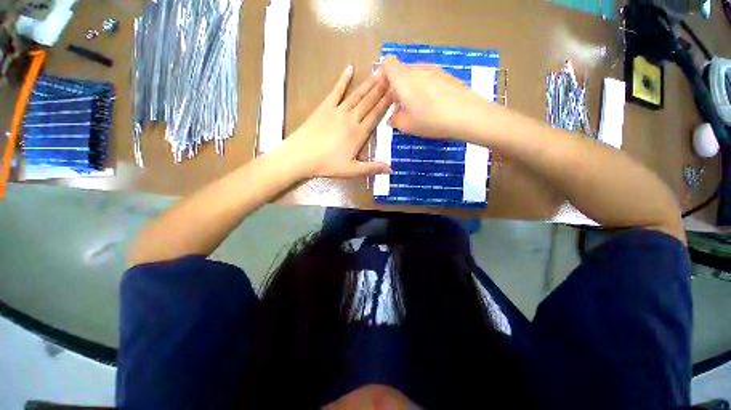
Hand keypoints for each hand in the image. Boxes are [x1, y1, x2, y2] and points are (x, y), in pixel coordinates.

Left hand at [279, 66, 392, 178]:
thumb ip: (372, 168)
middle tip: (391, 75)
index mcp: (358, 133)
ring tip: (378, 72)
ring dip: (368, 84)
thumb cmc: (327, 164)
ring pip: (356, 95)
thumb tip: (391, 169)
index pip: (375, 115)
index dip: (386, 103)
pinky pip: (336, 91)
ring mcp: (337, 111)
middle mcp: (351, 118)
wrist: (301, 155)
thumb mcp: (352, 170)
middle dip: (381, 89)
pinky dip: (343, 80)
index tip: (396, 92)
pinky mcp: (325, 107)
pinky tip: (349, 69)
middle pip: (368, 102)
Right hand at [382, 56, 490, 138]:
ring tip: (418, 108)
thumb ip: (395, 120)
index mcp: (403, 79)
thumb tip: (392, 118)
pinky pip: (430, 79)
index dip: (384, 75)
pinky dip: (426, 89)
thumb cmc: (430, 120)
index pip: (388, 64)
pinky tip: (433, 105)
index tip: (386, 93)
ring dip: (412, 89)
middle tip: (401, 107)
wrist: (467, 115)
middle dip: (398, 87)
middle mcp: (418, 69)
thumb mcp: (407, 126)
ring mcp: (435, 70)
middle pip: (402, 71)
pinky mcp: (448, 76)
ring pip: (416, 76)